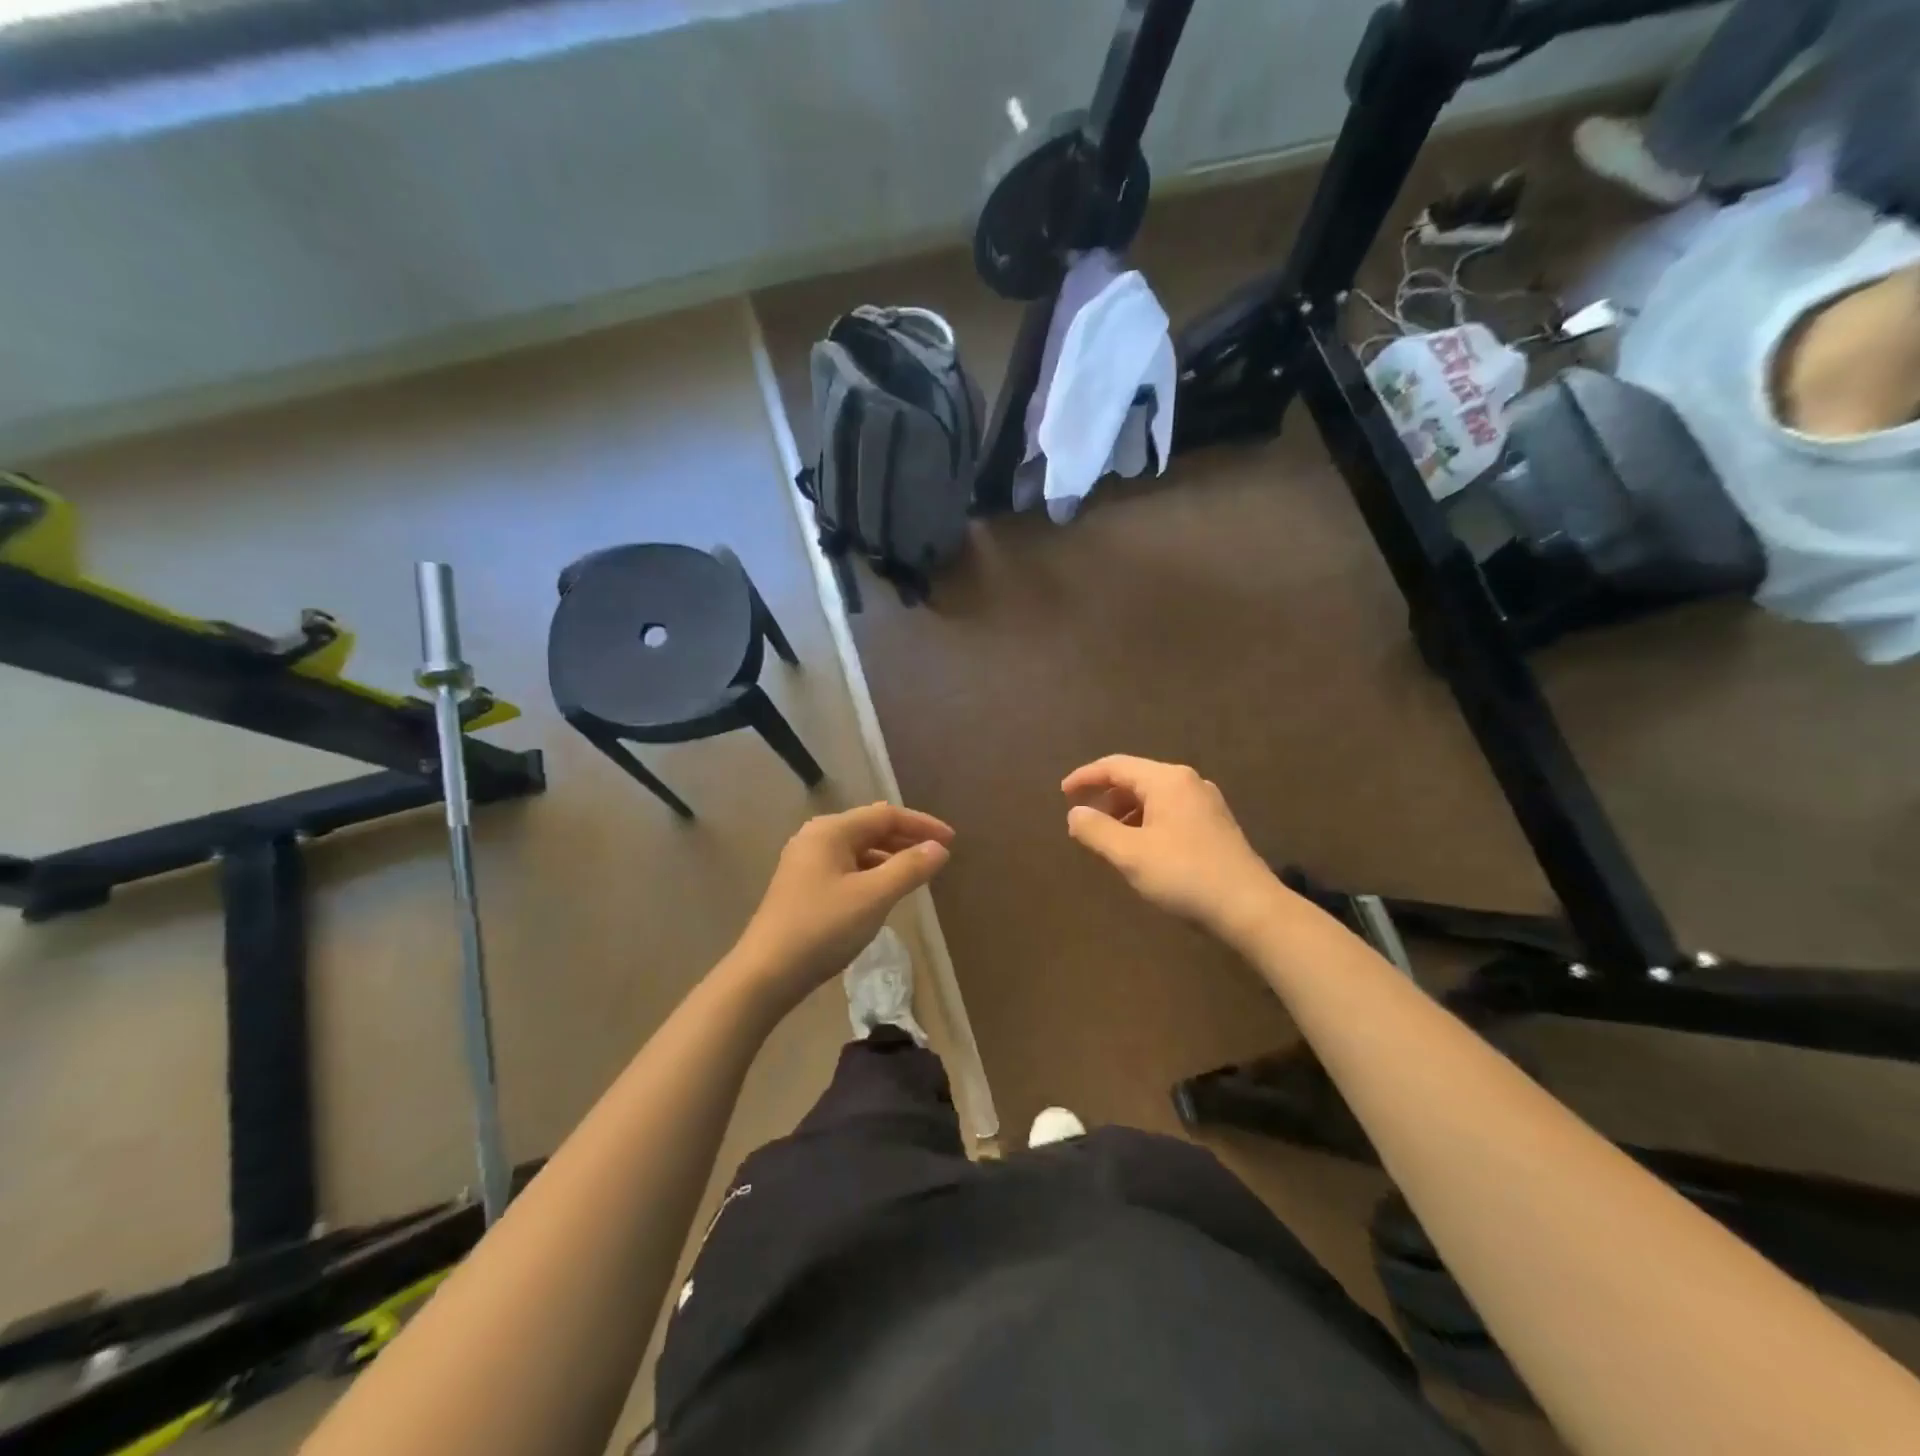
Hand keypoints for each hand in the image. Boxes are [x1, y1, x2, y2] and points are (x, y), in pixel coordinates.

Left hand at [732, 803, 953, 1006]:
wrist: (765, 974)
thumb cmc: (822, 928)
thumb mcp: (873, 897)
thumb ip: (909, 868)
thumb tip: (939, 848)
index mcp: (831, 831)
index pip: (886, 815)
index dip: (922, 825)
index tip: (952, 841)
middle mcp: (816, 838)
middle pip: (870, 828)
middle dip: (906, 839)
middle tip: (938, 856)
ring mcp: (805, 862)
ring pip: (858, 850)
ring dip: (890, 857)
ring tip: (917, 874)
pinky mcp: (802, 886)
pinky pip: (847, 868)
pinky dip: (871, 873)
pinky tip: (884, 892)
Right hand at [1062, 755, 1283, 938]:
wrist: (1249, 908)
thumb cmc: (1184, 875)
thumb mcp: (1130, 854)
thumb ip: (1096, 830)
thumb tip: (1074, 813)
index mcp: (1167, 780)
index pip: (1116, 766)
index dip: (1085, 777)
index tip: (1062, 793)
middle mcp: (1188, 782)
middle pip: (1136, 778)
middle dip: (1105, 796)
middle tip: (1082, 819)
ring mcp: (1205, 803)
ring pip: (1153, 796)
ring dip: (1125, 811)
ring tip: (1107, 837)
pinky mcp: (1215, 824)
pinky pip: (1169, 811)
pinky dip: (1145, 821)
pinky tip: (1139, 847)